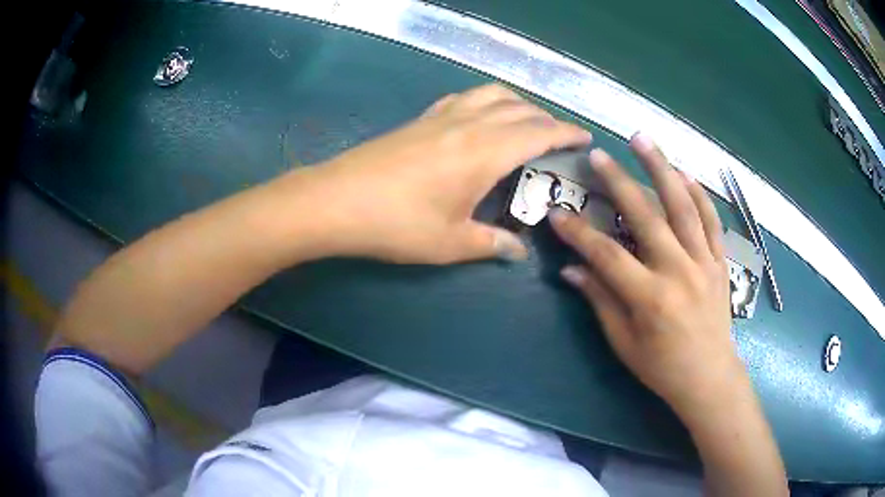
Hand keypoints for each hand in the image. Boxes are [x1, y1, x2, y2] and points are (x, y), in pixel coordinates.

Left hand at [303, 84, 591, 263]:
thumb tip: (516, 251)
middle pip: (519, 108)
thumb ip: (490, 243)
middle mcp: (469, 123)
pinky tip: (479, 118)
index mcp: (486, 151)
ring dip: (516, 103)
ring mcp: (441, 116)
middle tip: (559, 137)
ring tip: (525, 121)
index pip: (539, 131)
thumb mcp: (451, 242)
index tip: (584, 137)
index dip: (566, 133)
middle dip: (546, 118)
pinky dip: (484, 101)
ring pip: (491, 94)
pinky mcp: (420, 119)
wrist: (336, 201)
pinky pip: (463, 97)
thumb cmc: (397, 224)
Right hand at [550, 134, 742, 416]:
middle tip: (598, 155)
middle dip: (619, 182)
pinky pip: (712, 221)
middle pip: (646, 217)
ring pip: (683, 206)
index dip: (578, 233)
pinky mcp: (720, 262)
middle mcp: (678, 272)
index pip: (606, 255)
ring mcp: (704, 263)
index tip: (557, 213)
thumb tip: (571, 269)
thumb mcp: (623, 343)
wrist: (708, 376)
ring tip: (643, 140)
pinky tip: (684, 173)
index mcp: (650, 298)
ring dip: (662, 169)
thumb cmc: (661, 367)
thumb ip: (600, 300)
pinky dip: (699, 194)